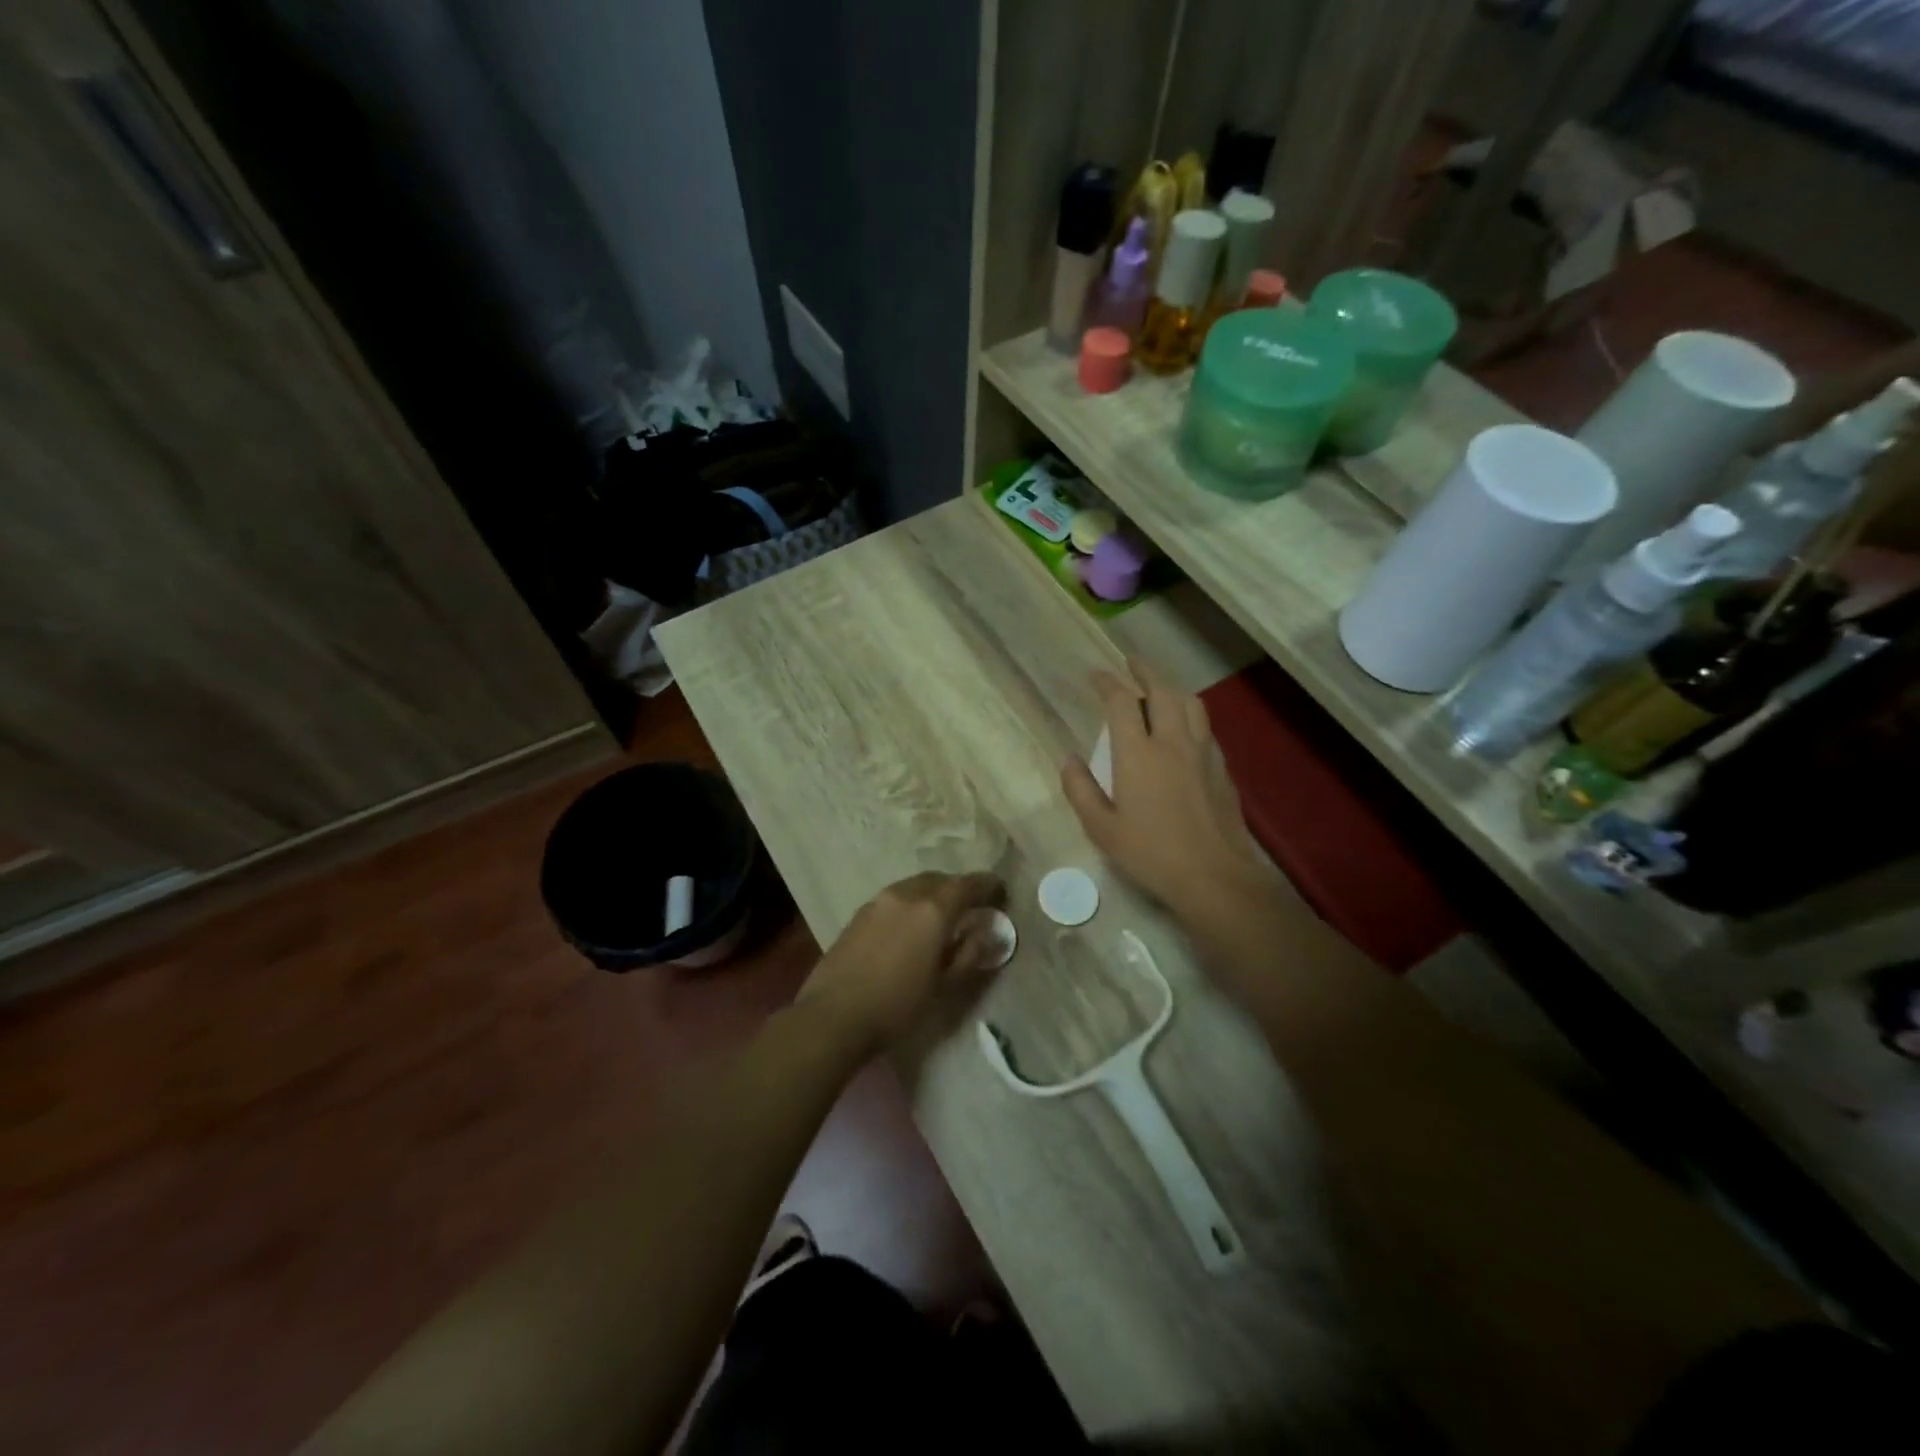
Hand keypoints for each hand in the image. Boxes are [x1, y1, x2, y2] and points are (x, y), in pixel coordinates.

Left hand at [796, 871, 1005, 1055]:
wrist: (834, 1015)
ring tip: (941, 918)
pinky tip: (909, 928)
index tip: (1001, 894)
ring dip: (933, 894)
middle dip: (959, 889)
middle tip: (971, 907)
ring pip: (914, 886)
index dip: (988, 886)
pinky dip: (910, 904)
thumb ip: (971, 954)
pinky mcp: (859, 913)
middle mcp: (906, 894)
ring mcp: (878, 901)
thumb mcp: (944, 986)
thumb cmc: (898, 1006)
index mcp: (933, 910)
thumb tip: (988, 933)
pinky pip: (895, 898)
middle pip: (940, 880)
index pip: (969, 885)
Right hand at [1062, 659, 1277, 920]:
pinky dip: (1189, 713)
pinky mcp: (1221, 768)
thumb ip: (1080, 790)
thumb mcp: (1102, 829)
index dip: (1107, 683)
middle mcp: (1172, 742)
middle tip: (1131, 662)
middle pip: (1162, 691)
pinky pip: (1204, 726)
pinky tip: (1185, 726)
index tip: (1095, 674)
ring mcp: (1202, 753)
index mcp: (1138, 754)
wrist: (1215, 876)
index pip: (1121, 703)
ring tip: (1159, 686)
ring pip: (1190, 703)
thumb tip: (1068, 758)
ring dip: (1171, 687)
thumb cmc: (1151, 854)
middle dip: (1144, 671)